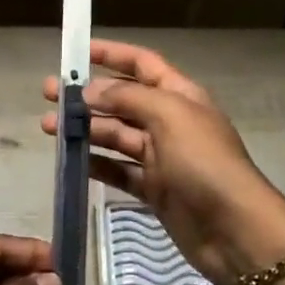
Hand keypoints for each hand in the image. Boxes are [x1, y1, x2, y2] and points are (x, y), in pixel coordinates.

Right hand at [42, 40, 284, 284]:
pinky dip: (96, 164)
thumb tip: (90, 90)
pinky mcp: (154, 190)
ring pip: (116, 135)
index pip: (142, 63)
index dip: (111, 54)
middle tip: (49, 94)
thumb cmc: (204, 162)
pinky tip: (71, 161)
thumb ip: (127, 97)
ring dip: (85, 129)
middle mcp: (169, 121)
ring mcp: (161, 157)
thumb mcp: (169, 116)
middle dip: (87, 95)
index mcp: (179, 95)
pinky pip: (118, 170)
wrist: (235, 231)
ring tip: (49, 128)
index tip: (76, 53)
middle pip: (122, 99)